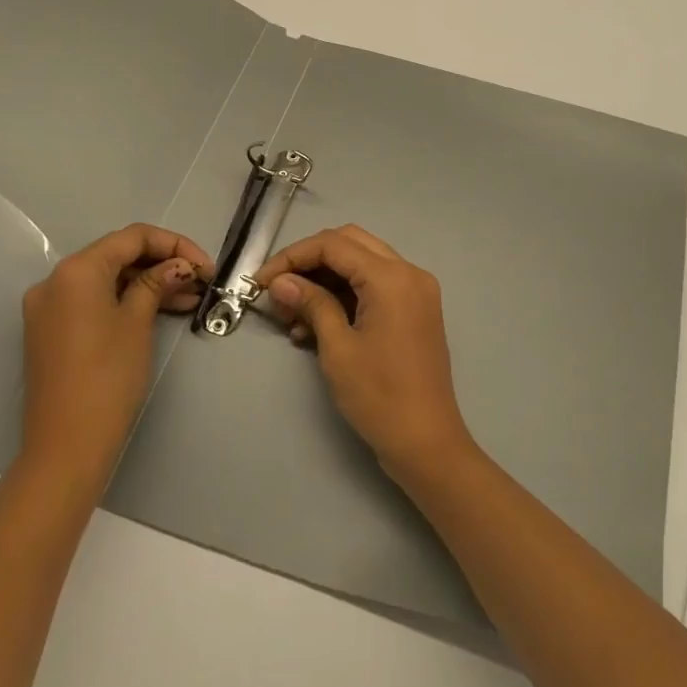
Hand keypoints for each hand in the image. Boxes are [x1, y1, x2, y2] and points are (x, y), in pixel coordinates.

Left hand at [18, 224, 211, 490]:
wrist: (66, 445)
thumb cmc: (108, 377)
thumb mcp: (138, 322)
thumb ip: (158, 283)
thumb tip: (179, 266)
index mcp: (77, 269)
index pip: (133, 237)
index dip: (175, 245)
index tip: (207, 267)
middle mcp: (56, 280)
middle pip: (118, 255)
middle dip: (163, 264)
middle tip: (201, 283)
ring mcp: (49, 307)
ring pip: (108, 279)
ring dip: (148, 283)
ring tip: (190, 300)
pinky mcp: (51, 331)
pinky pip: (94, 301)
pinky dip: (127, 301)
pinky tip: (160, 312)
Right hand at [255, 226, 476, 485]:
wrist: (426, 442)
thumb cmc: (379, 396)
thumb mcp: (338, 348)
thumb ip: (311, 304)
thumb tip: (280, 281)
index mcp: (392, 277)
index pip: (333, 244)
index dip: (292, 256)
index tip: (261, 281)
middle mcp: (409, 272)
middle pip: (349, 244)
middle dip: (308, 262)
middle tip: (277, 291)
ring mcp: (416, 290)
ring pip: (361, 264)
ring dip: (325, 280)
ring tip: (290, 316)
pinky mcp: (415, 309)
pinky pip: (374, 287)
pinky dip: (344, 296)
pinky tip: (313, 327)